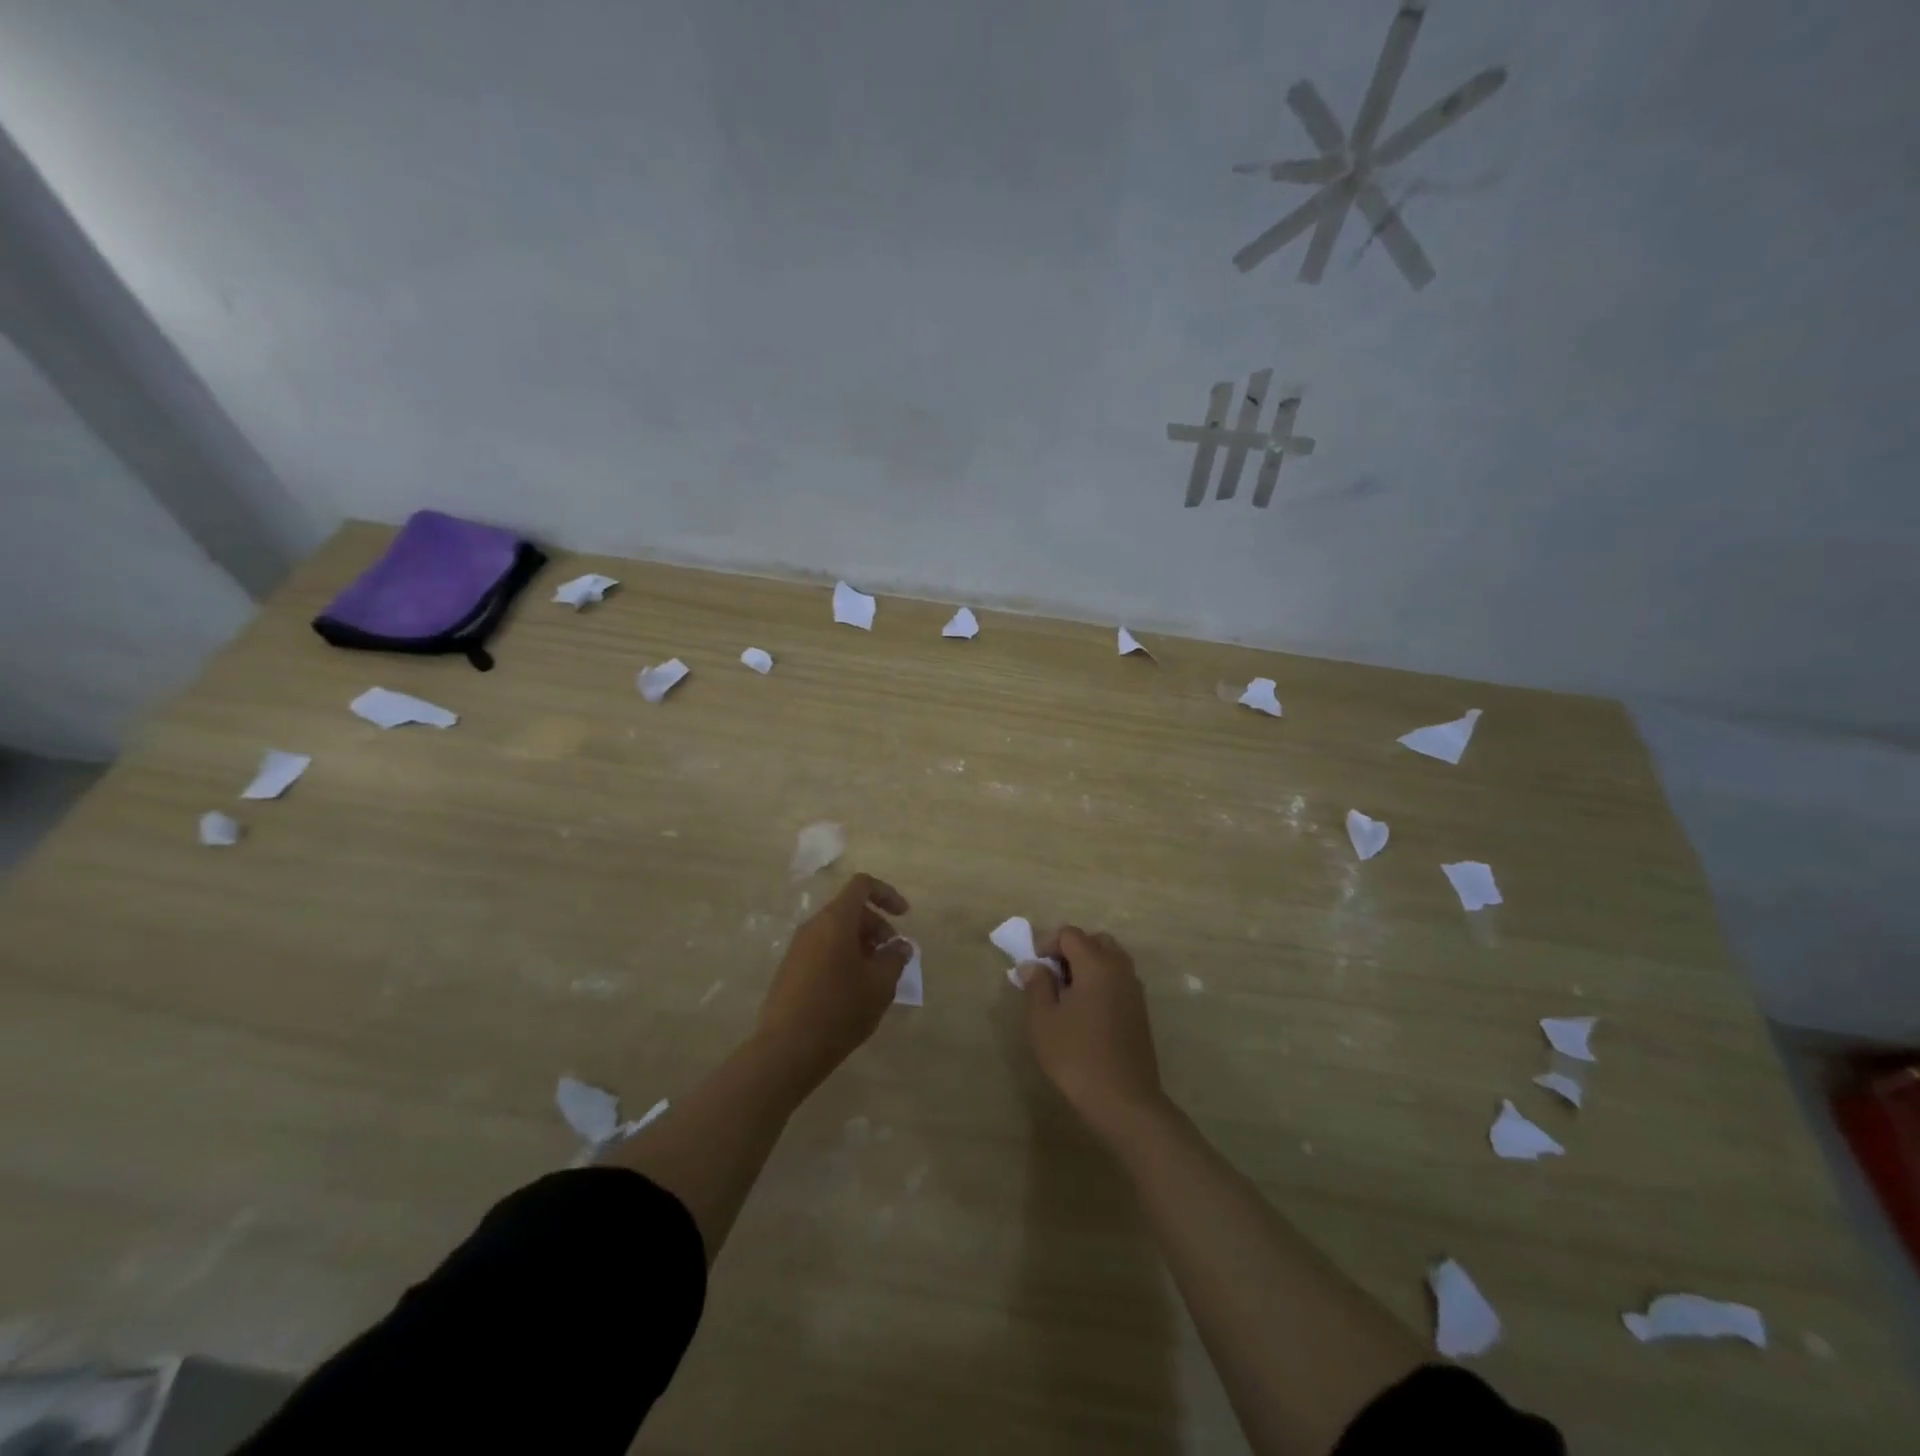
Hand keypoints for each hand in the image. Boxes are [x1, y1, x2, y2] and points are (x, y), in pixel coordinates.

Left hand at [759, 872, 911, 1085]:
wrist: (787, 1049)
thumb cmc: (840, 1009)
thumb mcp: (880, 985)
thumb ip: (895, 958)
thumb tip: (900, 946)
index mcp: (836, 920)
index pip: (862, 886)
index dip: (886, 894)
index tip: (904, 916)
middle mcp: (814, 926)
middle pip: (850, 909)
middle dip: (877, 926)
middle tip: (893, 956)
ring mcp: (798, 948)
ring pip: (836, 931)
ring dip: (861, 944)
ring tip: (876, 977)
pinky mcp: (790, 969)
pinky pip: (823, 949)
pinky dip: (843, 957)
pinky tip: (853, 990)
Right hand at [1021, 926, 1167, 1143]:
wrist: (1124, 1100)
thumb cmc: (1077, 1056)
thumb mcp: (1044, 1020)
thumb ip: (1037, 985)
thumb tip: (1033, 965)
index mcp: (1096, 964)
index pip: (1070, 934)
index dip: (1047, 944)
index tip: (1034, 969)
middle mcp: (1119, 968)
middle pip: (1095, 941)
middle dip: (1071, 951)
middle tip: (1052, 977)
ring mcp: (1134, 989)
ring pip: (1110, 959)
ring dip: (1088, 965)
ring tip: (1067, 995)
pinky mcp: (1140, 1010)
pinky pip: (1119, 979)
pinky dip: (1101, 981)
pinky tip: (1087, 1012)